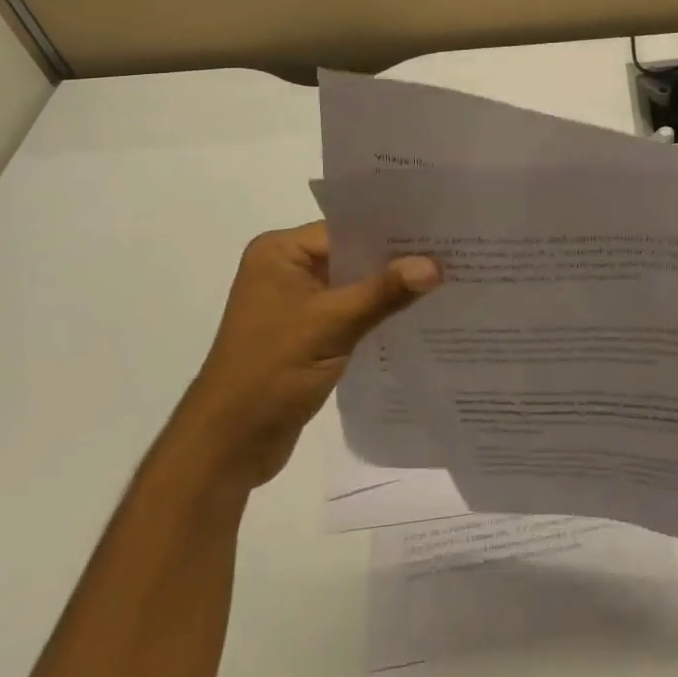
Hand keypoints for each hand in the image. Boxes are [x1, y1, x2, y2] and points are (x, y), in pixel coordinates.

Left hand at [180, 221, 439, 490]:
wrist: (226, 448)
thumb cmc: (269, 373)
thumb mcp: (331, 326)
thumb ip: (383, 293)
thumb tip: (435, 265)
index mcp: (280, 253)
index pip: (347, 229)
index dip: (392, 231)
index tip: (439, 231)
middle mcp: (286, 269)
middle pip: (352, 255)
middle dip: (396, 260)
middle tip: (451, 253)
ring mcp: (295, 303)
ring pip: (354, 285)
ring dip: (389, 289)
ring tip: (445, 280)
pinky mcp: (306, 333)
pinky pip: (350, 311)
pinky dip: (377, 313)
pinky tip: (417, 314)